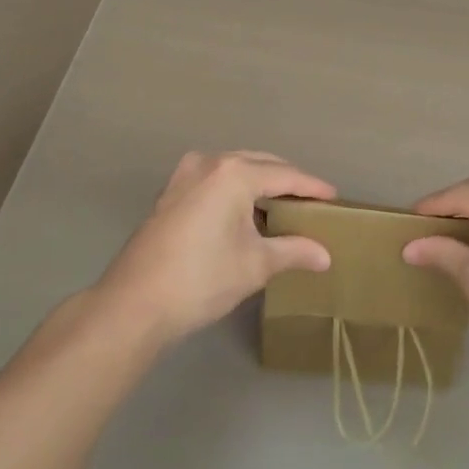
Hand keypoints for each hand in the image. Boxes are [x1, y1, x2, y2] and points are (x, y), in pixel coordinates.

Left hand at [95, 150, 336, 346]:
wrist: (133, 305)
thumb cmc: (202, 280)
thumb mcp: (255, 265)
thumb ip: (293, 251)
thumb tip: (324, 255)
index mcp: (235, 173)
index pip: (286, 175)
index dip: (312, 187)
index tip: (334, 197)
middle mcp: (210, 162)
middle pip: (260, 164)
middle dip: (287, 180)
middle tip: (310, 202)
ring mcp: (185, 175)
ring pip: (235, 169)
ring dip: (259, 183)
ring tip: (281, 206)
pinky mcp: (170, 193)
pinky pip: (214, 180)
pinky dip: (234, 189)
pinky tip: (244, 212)